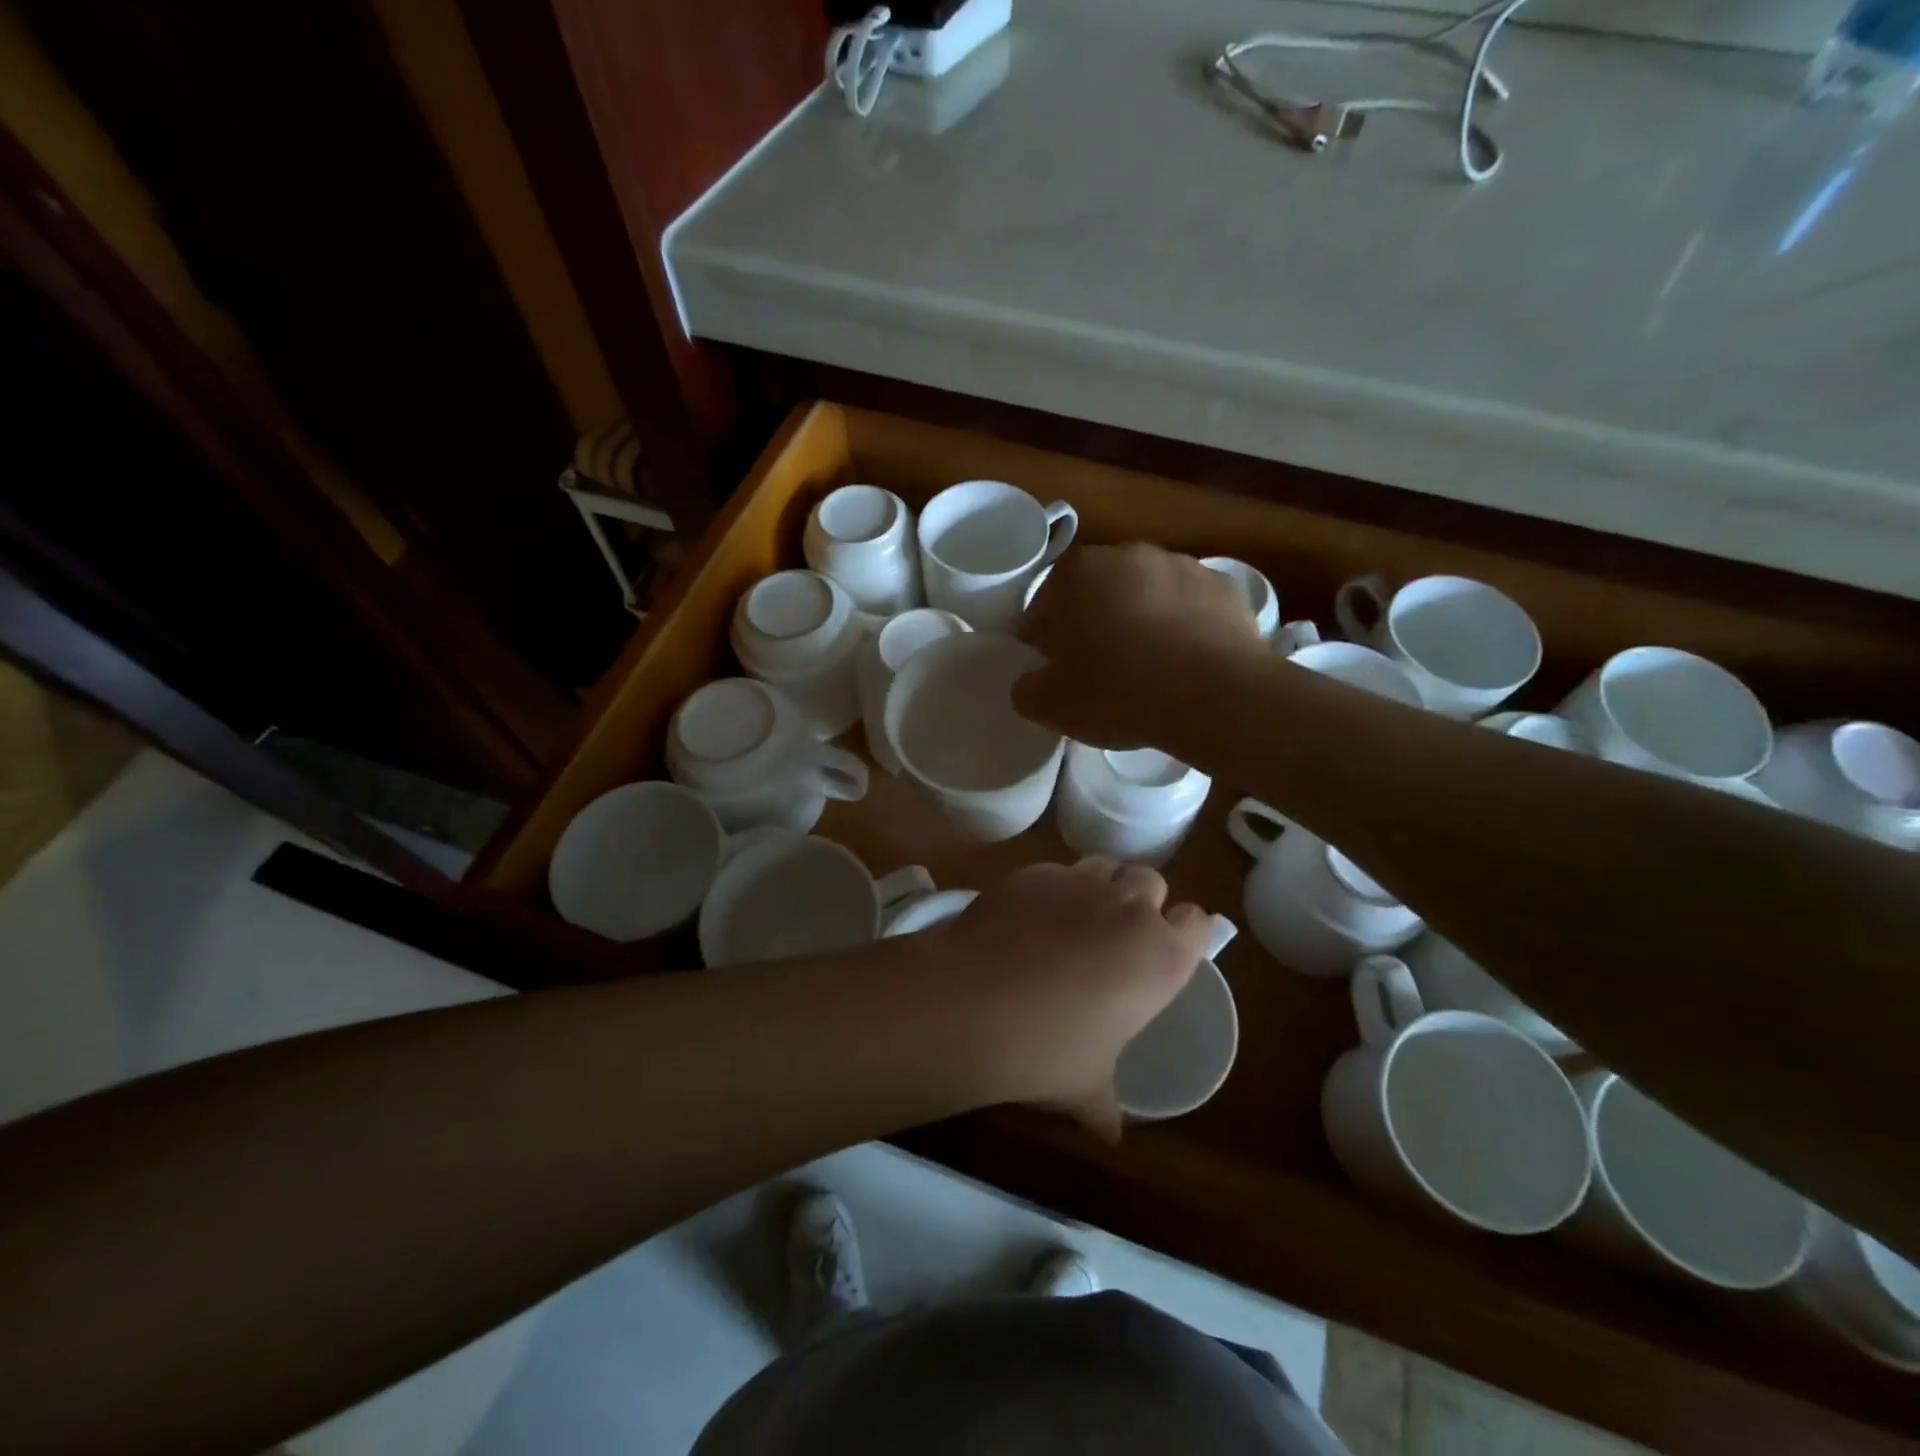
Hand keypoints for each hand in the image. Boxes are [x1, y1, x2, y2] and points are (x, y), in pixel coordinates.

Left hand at [927, 857, 1214, 1140]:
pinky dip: (1054, 887)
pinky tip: (1030, 915)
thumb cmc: (1047, 1051)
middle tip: (1117, 932)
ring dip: (1101, 884)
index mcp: (1161, 957)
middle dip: (1141, 901)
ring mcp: (1079, 881)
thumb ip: (1105, 1105)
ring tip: (1076, 916)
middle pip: (1152, 882)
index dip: (1185, 931)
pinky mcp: (1034, 871)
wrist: (973, 1003)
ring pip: (1106, 865)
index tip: (1169, 945)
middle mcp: (1129, 908)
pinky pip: (1057, 870)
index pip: (1198, 922)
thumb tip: (1110, 1135)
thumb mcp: (1085, 1086)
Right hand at [1015, 544, 1263, 747]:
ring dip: (1139, 623)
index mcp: (1076, 572)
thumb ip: (1026, 689)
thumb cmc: (1118, 691)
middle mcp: (1127, 554)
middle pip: (1096, 593)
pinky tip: (1185, 666)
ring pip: (1145, 596)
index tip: (1053, 670)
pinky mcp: (1225, 587)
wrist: (1214, 695)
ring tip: (1148, 671)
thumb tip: (1031, 683)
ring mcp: (1182, 565)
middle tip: (1098, 672)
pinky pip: (1190, 608)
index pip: (1044, 605)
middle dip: (1092, 625)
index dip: (1043, 641)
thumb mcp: (1051, 704)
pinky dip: (1183, 629)